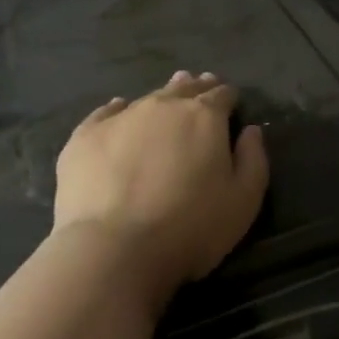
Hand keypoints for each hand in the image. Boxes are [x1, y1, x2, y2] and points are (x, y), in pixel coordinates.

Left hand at [49, 71, 268, 309]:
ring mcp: (120, 118)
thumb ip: (253, 159)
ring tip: (166, 97)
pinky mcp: (84, 137)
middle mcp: (163, 106)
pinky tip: (118, 110)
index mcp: (204, 117)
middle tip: (201, 89)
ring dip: (161, 98)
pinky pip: (105, 113)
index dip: (229, 98)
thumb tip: (251, 131)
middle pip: (184, 89)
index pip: (222, 95)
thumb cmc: (191, 227)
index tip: (232, 104)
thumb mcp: (244, 200)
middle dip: (196, 89)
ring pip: (147, 98)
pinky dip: (117, 110)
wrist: (114, 250)